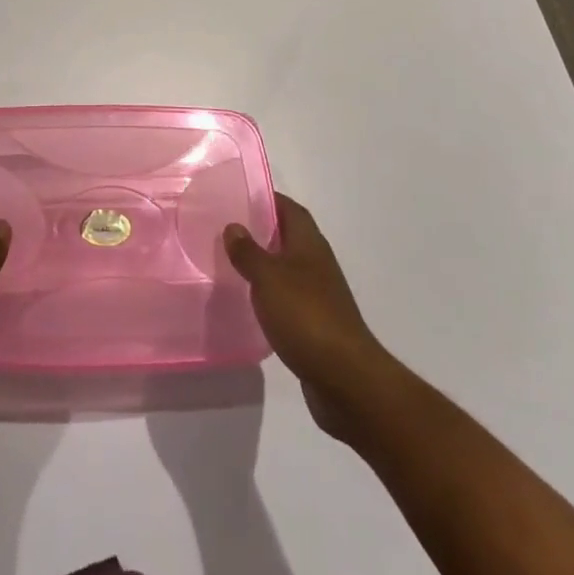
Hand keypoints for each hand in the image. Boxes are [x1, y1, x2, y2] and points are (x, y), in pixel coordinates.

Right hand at [224, 193, 394, 442]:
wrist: (346, 379)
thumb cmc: (306, 316)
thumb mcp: (268, 278)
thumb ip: (248, 251)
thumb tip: (233, 226)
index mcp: (309, 244)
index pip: (289, 209)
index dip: (267, 199)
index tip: (239, 195)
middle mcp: (316, 263)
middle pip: (288, 236)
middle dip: (261, 229)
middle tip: (228, 227)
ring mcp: (319, 295)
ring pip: (287, 268)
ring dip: (264, 263)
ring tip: (231, 262)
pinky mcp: (316, 324)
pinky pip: (288, 297)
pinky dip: (270, 294)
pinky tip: (250, 302)